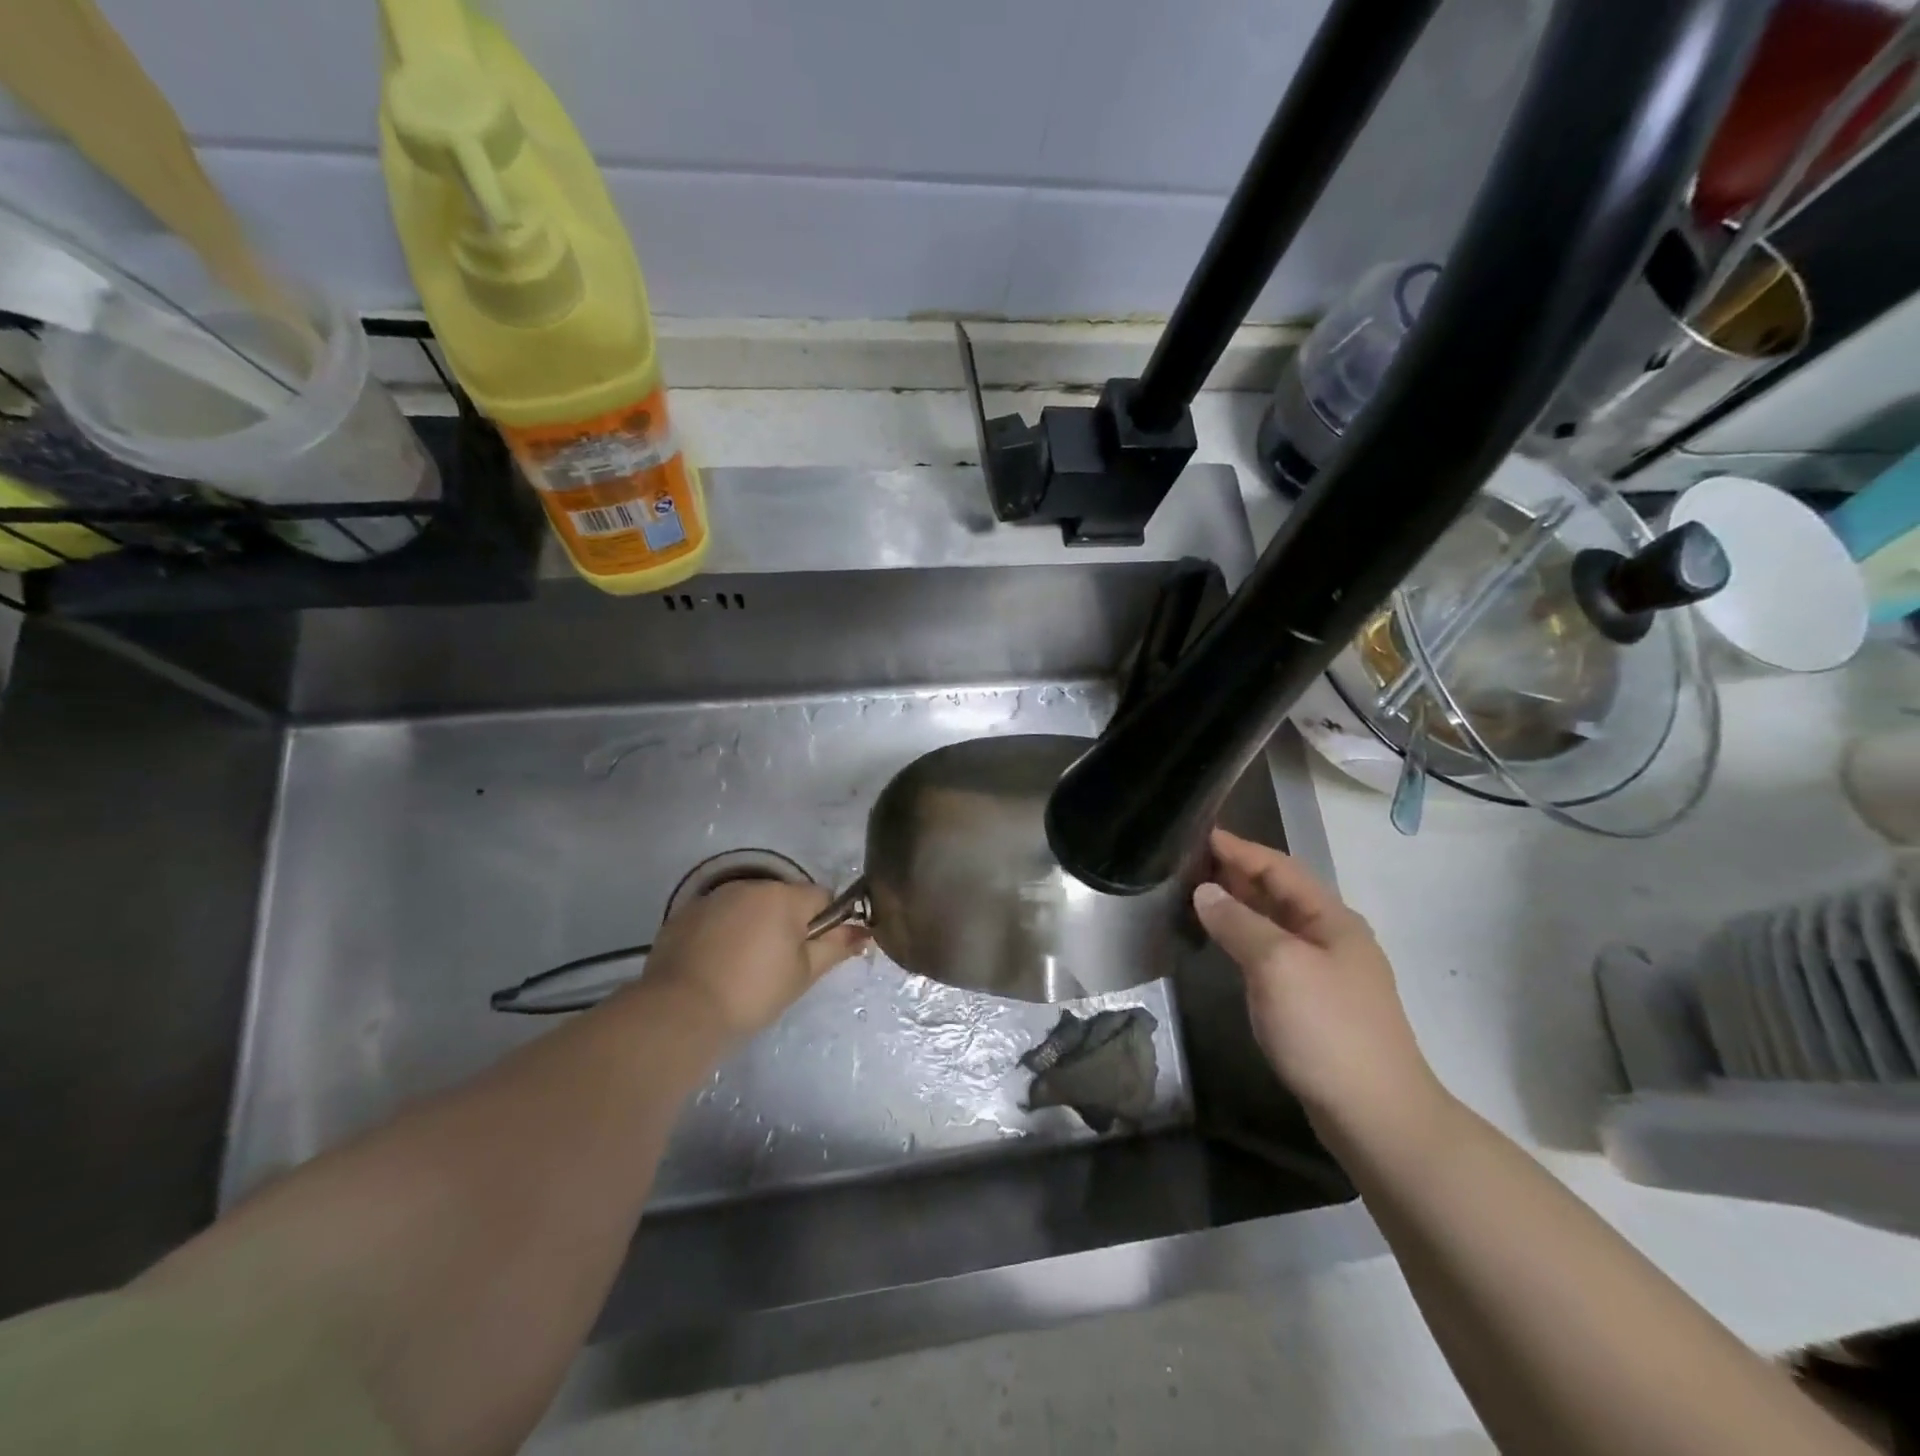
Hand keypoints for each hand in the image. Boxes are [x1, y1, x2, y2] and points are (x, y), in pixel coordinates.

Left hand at [638, 880, 867, 1044]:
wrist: (681, 1011)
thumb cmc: (753, 992)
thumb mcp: (804, 974)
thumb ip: (836, 946)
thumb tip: (864, 931)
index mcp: (785, 897)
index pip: (822, 896)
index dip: (824, 923)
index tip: (812, 953)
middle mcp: (751, 886)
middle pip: (784, 899)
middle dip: (787, 924)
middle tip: (779, 966)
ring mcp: (715, 897)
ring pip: (749, 906)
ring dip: (754, 926)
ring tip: (743, 967)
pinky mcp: (685, 913)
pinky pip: (718, 916)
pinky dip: (723, 933)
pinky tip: (715, 964)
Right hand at [1192, 829, 1446, 1148]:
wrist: (1376, 1115)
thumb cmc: (1327, 1029)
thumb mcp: (1277, 966)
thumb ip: (1238, 923)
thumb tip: (1204, 891)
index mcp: (1331, 919)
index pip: (1279, 868)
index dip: (1240, 849)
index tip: (1200, 833)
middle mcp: (1331, 938)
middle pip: (1279, 892)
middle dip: (1238, 872)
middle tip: (1190, 861)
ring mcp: (1325, 972)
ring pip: (1275, 923)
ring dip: (1240, 905)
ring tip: (1198, 893)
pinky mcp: (1314, 1003)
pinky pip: (1274, 953)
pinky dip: (1246, 937)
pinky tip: (1226, 942)